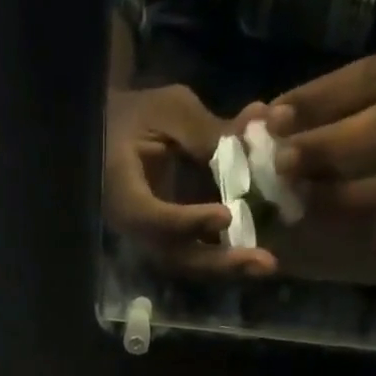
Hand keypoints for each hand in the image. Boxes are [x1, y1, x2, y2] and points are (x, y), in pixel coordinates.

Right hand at [104, 85, 277, 275]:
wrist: (110, 135)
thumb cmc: (136, 115)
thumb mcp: (168, 110)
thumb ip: (205, 131)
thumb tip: (252, 140)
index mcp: (124, 192)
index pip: (155, 218)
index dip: (189, 222)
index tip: (226, 216)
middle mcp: (135, 228)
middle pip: (175, 256)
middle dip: (219, 260)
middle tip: (262, 262)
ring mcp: (150, 239)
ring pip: (187, 263)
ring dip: (227, 266)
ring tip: (264, 264)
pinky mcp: (165, 241)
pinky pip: (194, 255)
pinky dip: (224, 256)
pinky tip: (254, 255)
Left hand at [262, 42, 375, 239]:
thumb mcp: (359, 100)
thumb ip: (317, 109)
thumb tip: (257, 117)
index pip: (367, 75)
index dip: (316, 98)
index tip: (272, 117)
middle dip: (326, 145)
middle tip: (280, 161)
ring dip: (334, 194)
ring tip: (292, 198)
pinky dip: (344, 225)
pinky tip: (311, 224)